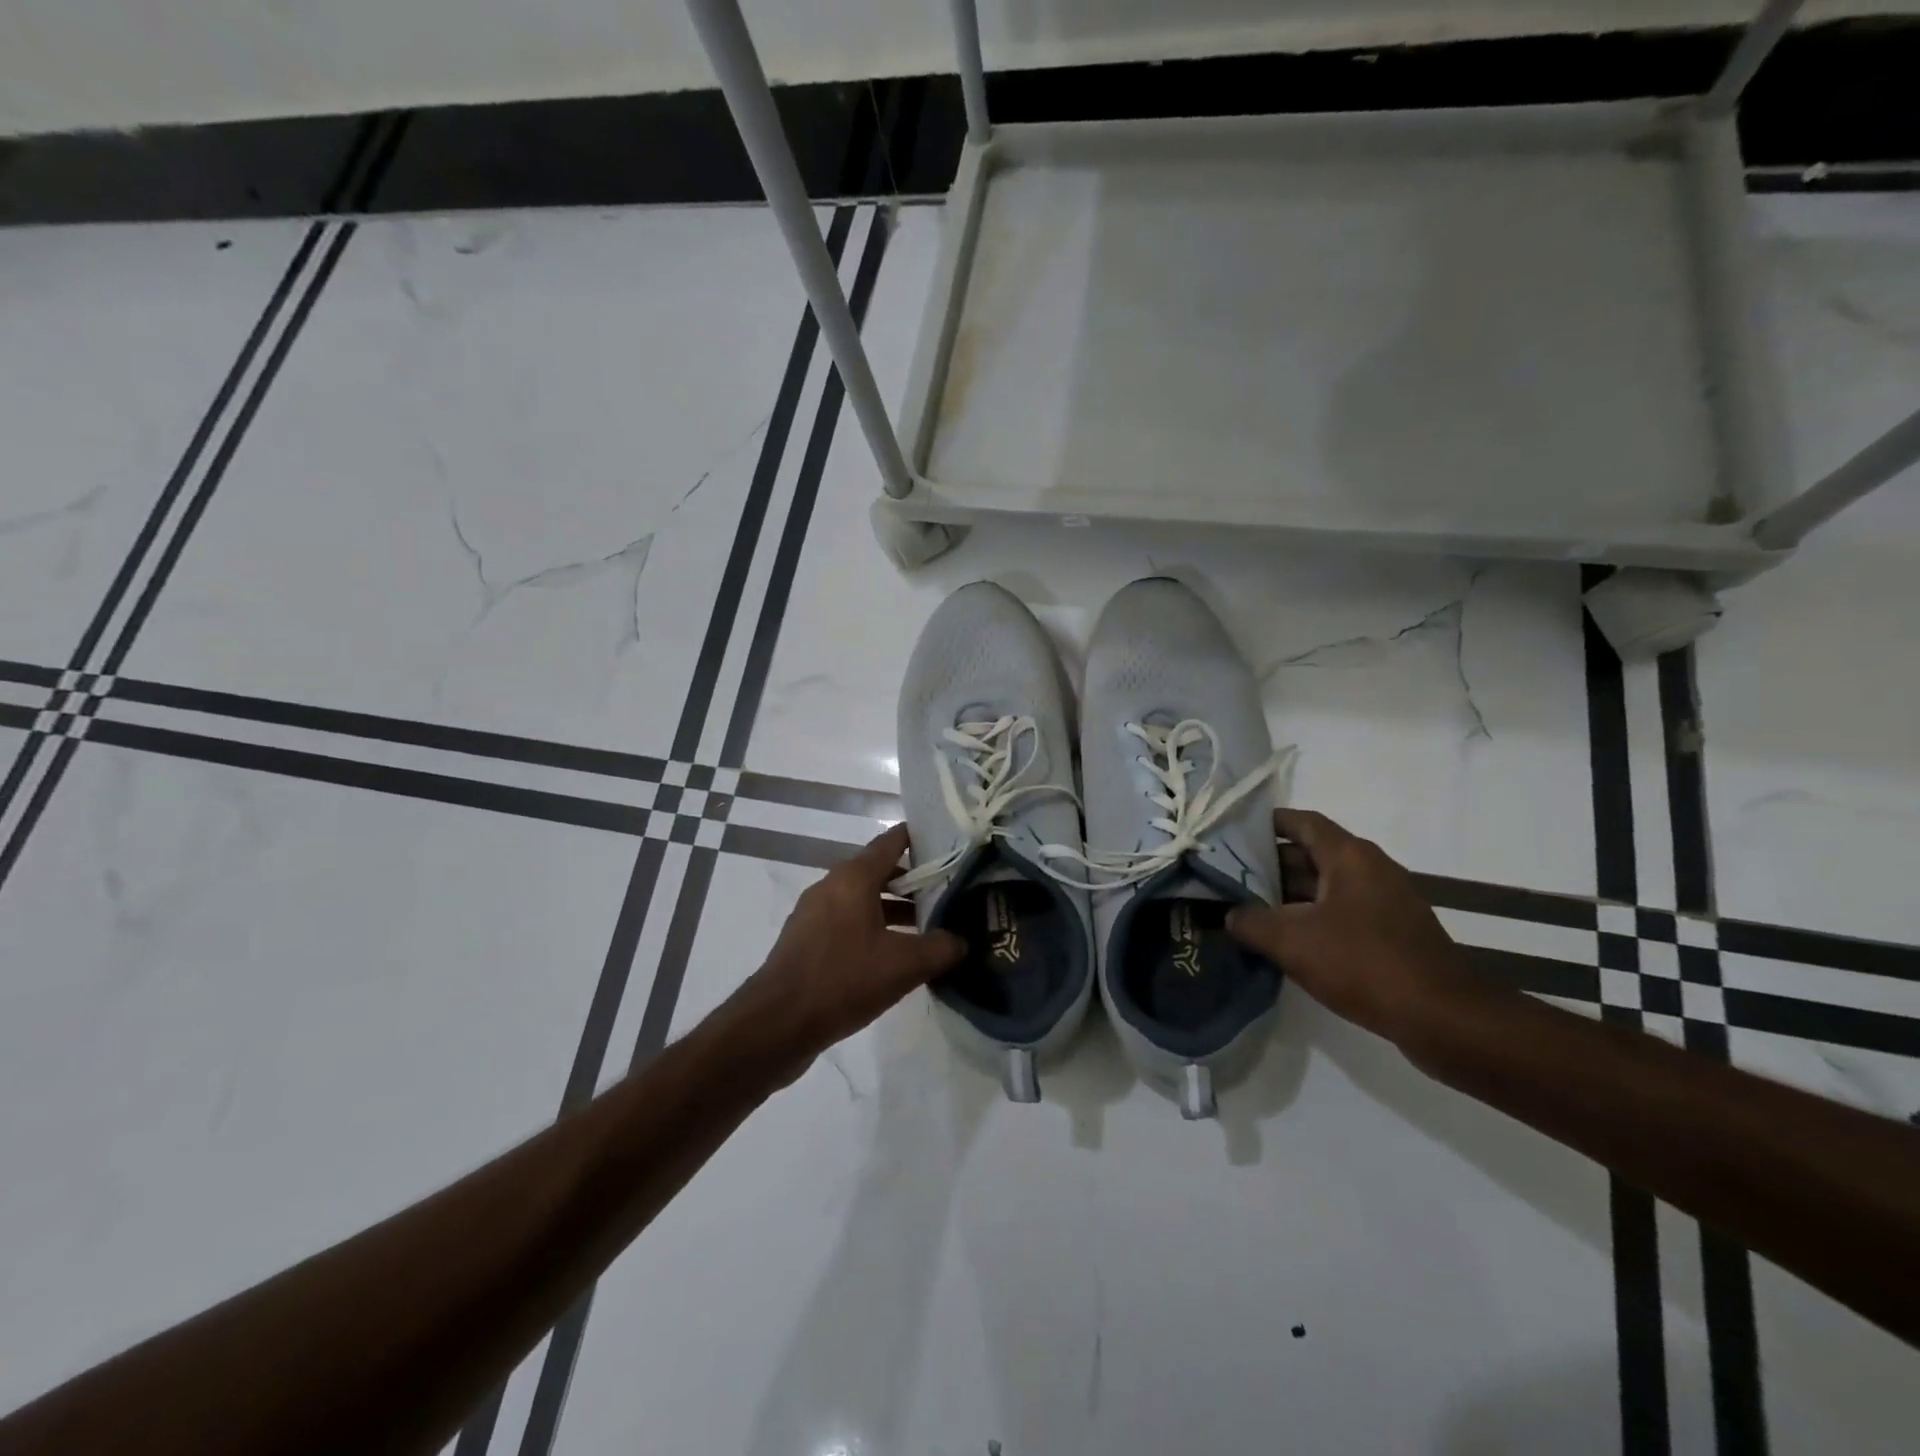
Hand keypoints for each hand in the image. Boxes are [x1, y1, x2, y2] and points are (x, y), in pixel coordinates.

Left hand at [729, 824, 964, 1072]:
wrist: (777, 1024)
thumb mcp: (904, 965)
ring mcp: (815, 914)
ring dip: (895, 909)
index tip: (950, 844)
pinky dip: (874, 928)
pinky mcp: (808, 941)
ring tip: (930, 927)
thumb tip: (963, 941)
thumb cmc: (842, 980)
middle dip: (915, 880)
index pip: (892, 842)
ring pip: (864, 899)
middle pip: (880, 871)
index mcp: (853, 878)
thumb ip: (941, 948)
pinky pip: (849, 922)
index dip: (921, 838)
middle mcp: (832, 886)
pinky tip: (895, 955)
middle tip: (950, 891)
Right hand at [1227, 808, 1482, 1044]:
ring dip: (1288, 895)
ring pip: (1325, 887)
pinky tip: (1285, 940)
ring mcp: (1385, 902)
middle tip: (1229, 875)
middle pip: (1311, 854)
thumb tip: (1228, 915)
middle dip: (1269, 864)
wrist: (1444, 1019)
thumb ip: (1251, 922)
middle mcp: (1370, 869)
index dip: (1266, 823)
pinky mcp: (1392, 934)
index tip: (1232, 833)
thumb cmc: (1364, 963)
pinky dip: (1311, 918)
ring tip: (1247, 908)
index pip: (1302, 822)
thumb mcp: (1292, 942)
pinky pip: (1342, 913)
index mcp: (1350, 857)